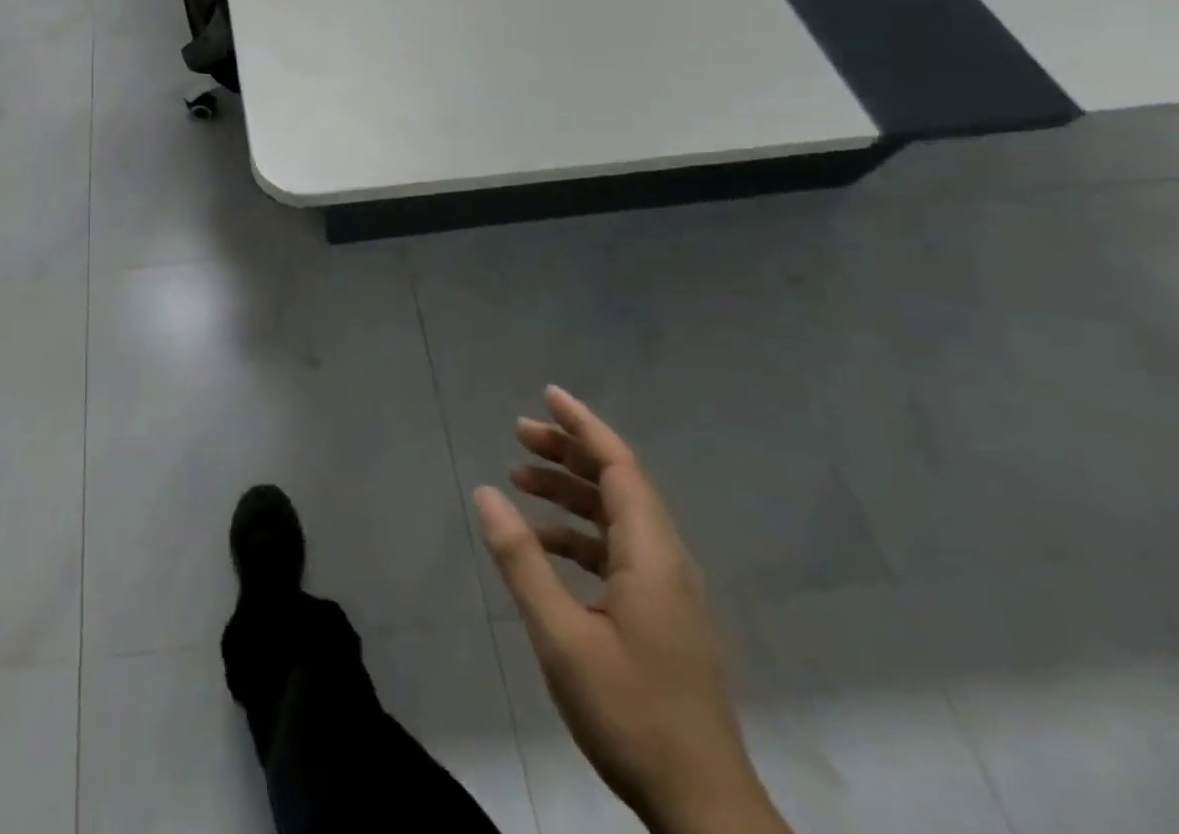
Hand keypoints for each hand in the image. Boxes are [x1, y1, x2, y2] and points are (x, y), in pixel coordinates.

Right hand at [473, 387, 788, 833]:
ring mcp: (669, 591)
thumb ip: (522, 560)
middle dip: (569, 452)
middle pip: (619, 484)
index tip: (548, 395)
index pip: (619, 466)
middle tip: (519, 434)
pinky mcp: (664, 616)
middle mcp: (667, 561)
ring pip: (618, 517)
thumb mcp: (561, 634)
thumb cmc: (630, 712)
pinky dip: (580, 534)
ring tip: (521, 479)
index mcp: (652, 556)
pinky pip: (619, 550)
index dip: (583, 426)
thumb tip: (486, 492)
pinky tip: (544, 546)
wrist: (703, 809)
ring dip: (571, 492)